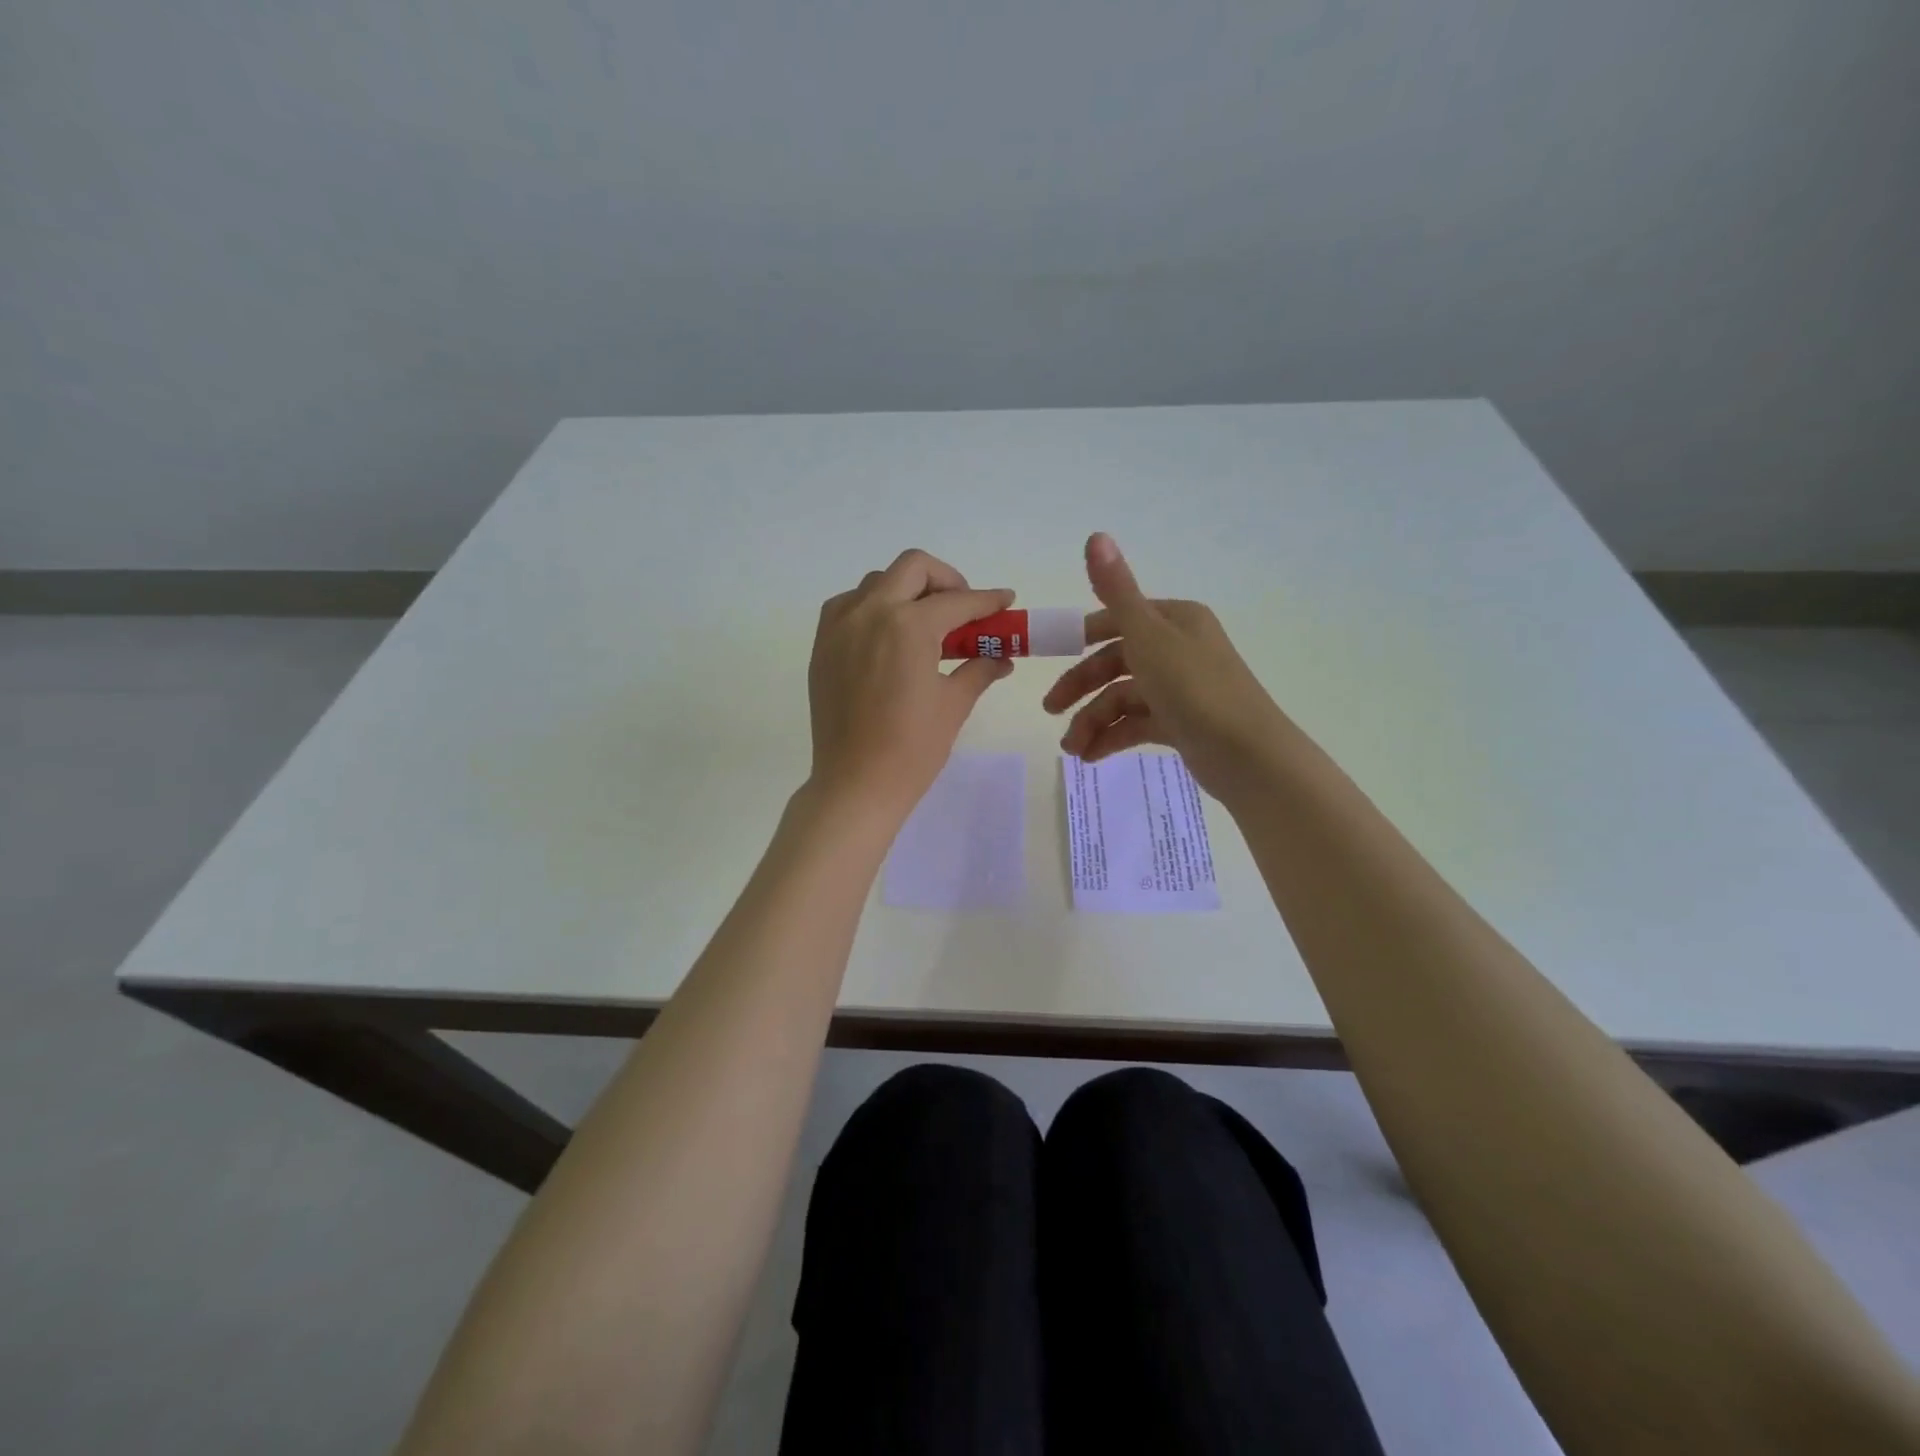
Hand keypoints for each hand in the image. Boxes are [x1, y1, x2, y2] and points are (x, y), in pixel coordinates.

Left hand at [807, 549, 1015, 819]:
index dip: (987, 600)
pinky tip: (888, 636)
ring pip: (877, 582)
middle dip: (946, 580)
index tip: (1005, 602)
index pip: (957, 601)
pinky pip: (849, 606)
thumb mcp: (953, 705)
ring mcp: (840, 626)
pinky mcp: (822, 645)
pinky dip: (873, 607)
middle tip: (963, 609)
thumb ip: (979, 670)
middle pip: (913, 568)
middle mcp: (870, 612)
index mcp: (908, 626)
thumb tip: (1001, 658)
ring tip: (925, 624)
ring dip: (907, 591)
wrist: (855, 784)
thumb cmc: (912, 749)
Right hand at [1043, 533, 1289, 797]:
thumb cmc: (1193, 688)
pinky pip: (1137, 724)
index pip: (1117, 621)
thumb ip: (1117, 590)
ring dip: (1092, 720)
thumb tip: (1095, 534)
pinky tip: (1091, 755)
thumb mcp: (1148, 636)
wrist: (1247, 755)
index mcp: (1174, 620)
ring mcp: (1181, 689)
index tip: (1050, 657)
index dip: (1082, 638)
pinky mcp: (1182, 723)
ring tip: (1072, 749)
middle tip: (1050, 711)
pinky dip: (1112, 737)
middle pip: (1116, 662)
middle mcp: (1179, 649)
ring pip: (1124, 698)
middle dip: (1081, 688)